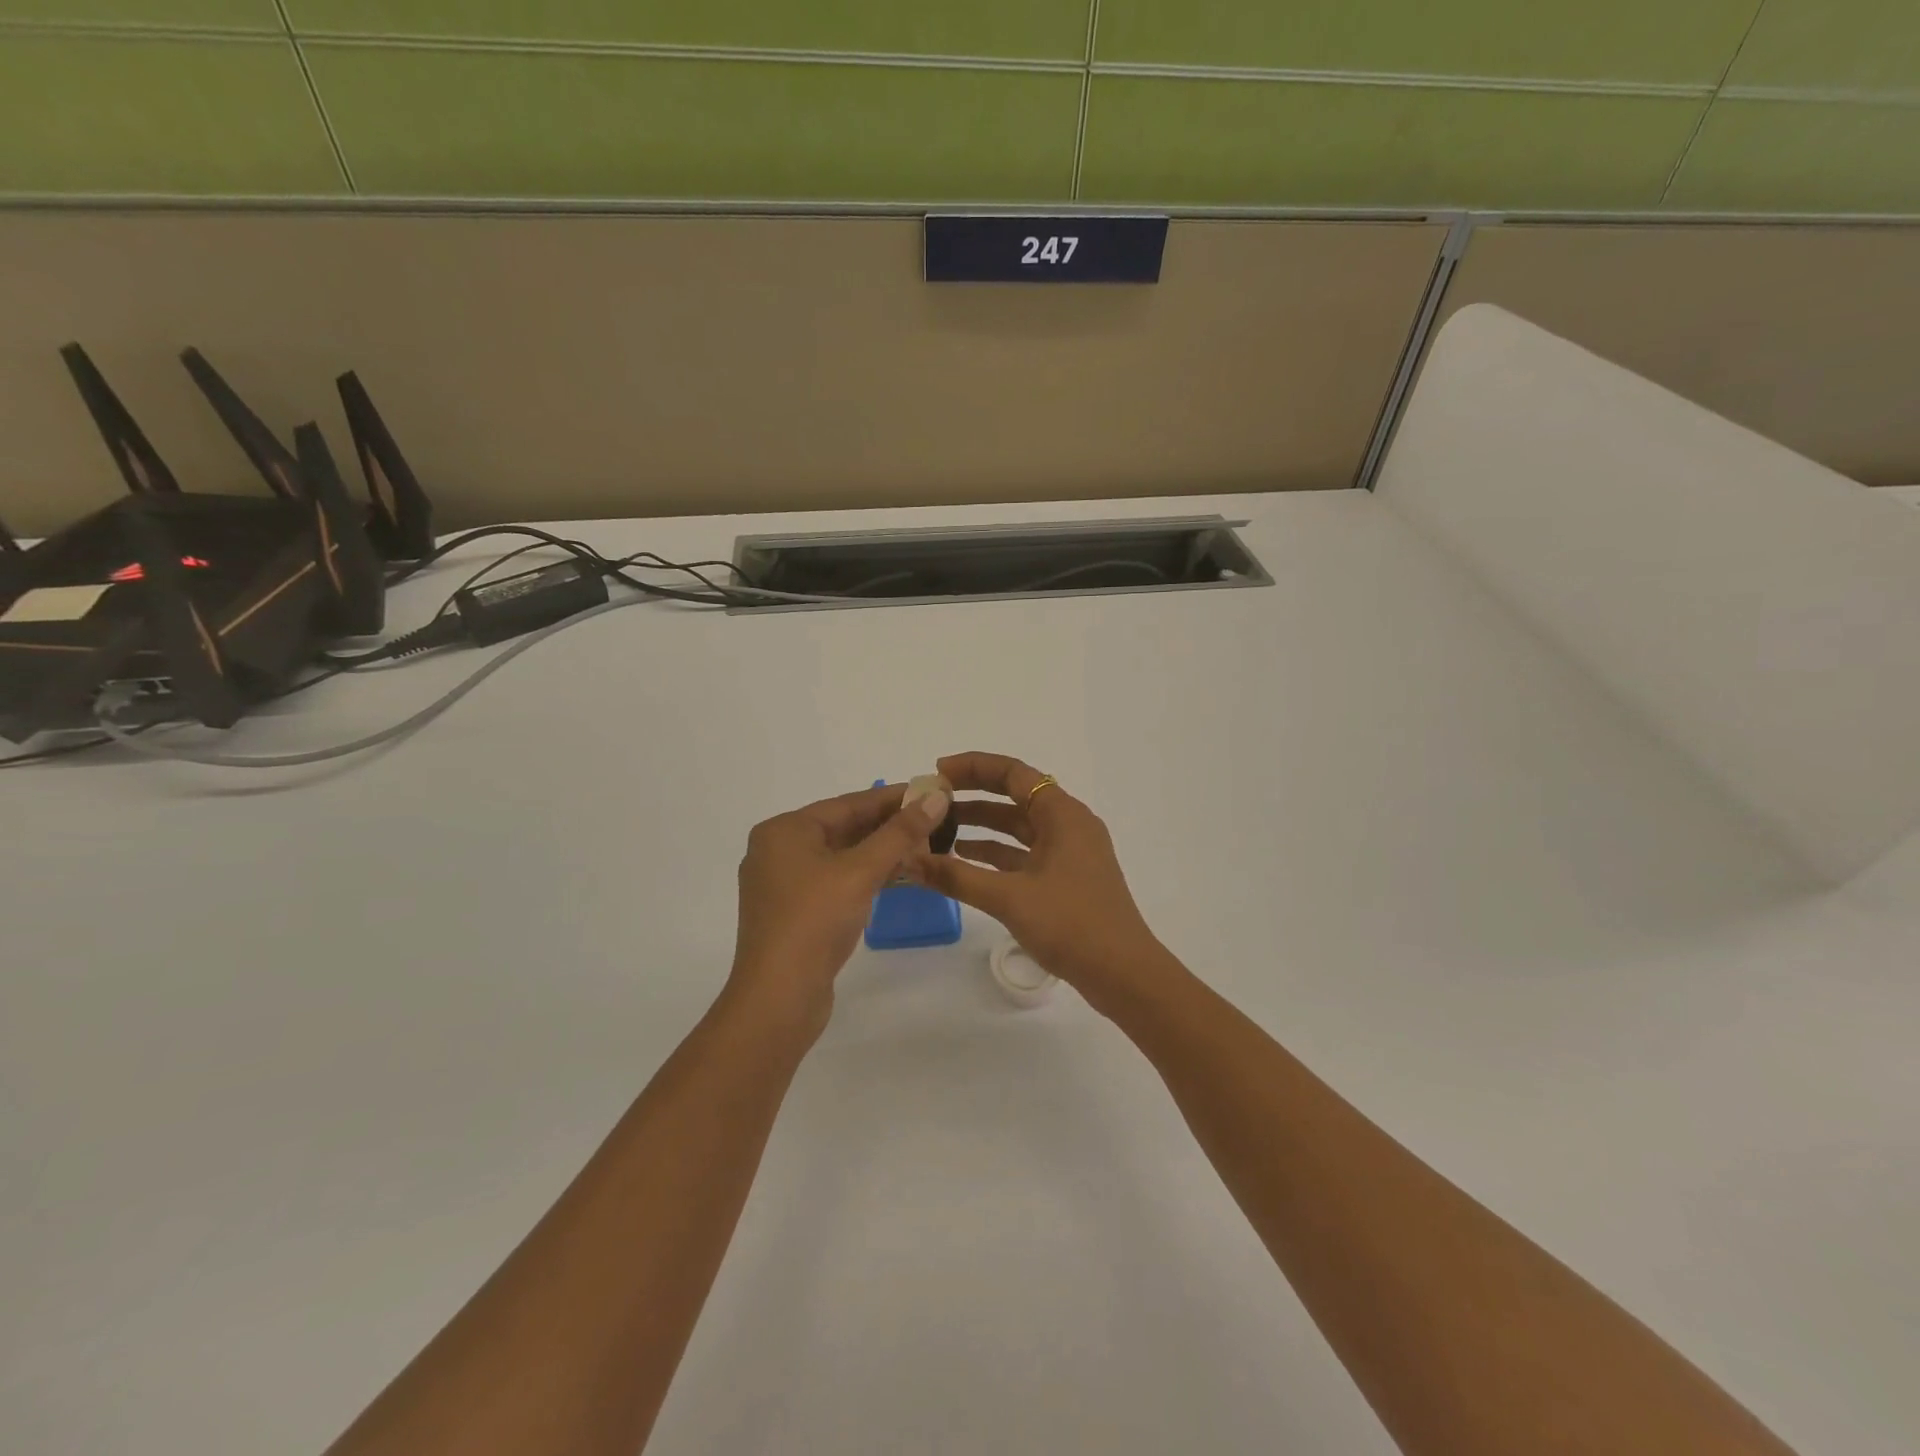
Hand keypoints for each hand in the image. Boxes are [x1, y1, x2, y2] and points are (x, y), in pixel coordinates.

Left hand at [729, 782, 949, 1030]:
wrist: (778, 997)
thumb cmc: (815, 921)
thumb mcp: (861, 871)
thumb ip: (900, 833)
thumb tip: (936, 797)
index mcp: (784, 831)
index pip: (847, 803)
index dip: (891, 797)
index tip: (930, 792)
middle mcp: (777, 851)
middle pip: (842, 828)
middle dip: (887, 825)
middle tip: (932, 820)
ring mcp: (783, 885)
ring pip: (839, 856)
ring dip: (879, 852)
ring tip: (922, 846)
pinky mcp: (793, 913)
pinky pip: (833, 881)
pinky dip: (863, 876)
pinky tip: (895, 877)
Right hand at [911, 752, 1170, 1010]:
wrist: (1123, 973)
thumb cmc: (1070, 924)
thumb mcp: (1009, 897)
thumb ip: (956, 876)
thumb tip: (908, 860)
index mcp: (1062, 814)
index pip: (1013, 773)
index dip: (973, 767)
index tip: (936, 773)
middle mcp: (1068, 824)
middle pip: (1015, 796)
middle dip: (973, 796)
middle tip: (932, 800)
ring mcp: (1070, 852)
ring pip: (1019, 827)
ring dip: (981, 826)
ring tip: (938, 830)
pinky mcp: (1066, 878)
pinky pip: (1024, 853)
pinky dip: (996, 853)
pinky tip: (964, 861)